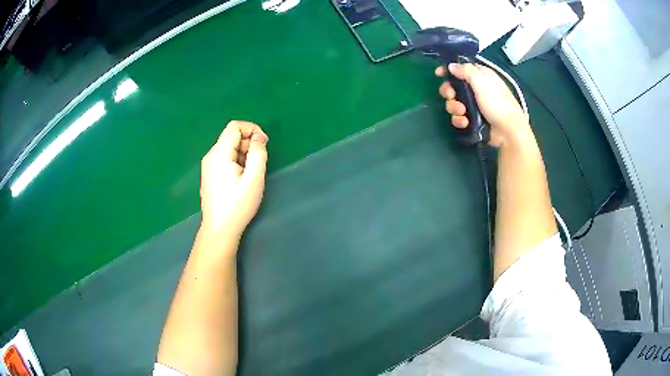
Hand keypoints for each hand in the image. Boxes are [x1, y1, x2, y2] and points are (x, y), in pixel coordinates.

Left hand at [199, 121, 268, 239]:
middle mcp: (211, 155)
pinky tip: (240, 179)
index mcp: (219, 153)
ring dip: (243, 154)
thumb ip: (258, 153)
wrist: (219, 229)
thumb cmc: (238, 205)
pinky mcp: (209, 174)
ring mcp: (208, 165)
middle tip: (258, 163)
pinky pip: (225, 158)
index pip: (235, 126)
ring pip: (229, 147)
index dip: (252, 129)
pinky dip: (236, 161)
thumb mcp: (254, 178)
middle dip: (248, 143)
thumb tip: (259, 137)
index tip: (263, 145)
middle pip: (231, 136)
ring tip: (250, 174)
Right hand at [437, 63, 529, 147]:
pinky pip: (459, 117)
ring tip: (462, 112)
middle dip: (449, 92)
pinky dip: (459, 120)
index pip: (461, 68)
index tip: (439, 74)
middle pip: (454, 86)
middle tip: (451, 96)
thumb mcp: (482, 82)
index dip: (449, 70)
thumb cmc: (497, 103)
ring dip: (454, 107)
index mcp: (481, 76)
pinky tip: (465, 122)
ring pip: (454, 103)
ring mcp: (474, 105)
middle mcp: (477, 89)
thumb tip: (451, 66)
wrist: (508, 131)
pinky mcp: (473, 119)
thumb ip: (465, 70)